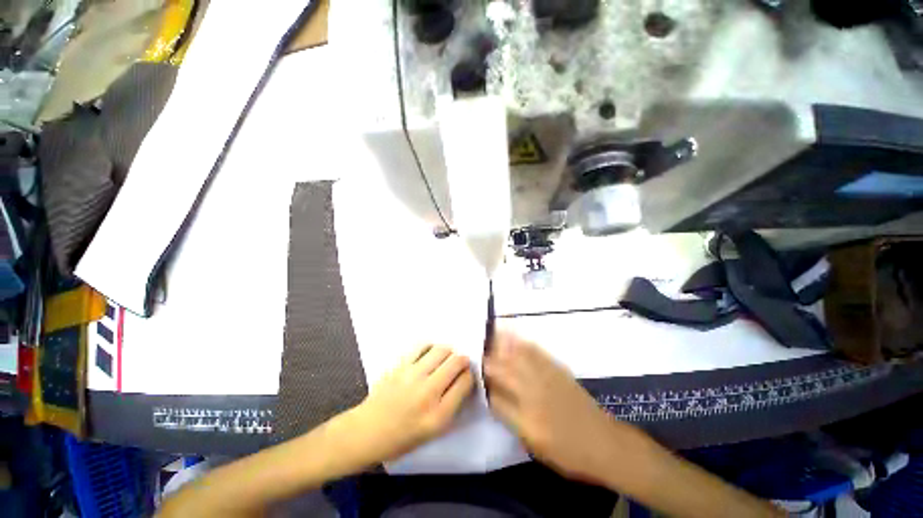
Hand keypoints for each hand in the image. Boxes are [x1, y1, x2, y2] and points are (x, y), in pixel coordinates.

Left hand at [351, 345, 474, 462]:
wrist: (367, 431)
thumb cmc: (402, 437)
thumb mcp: (434, 431)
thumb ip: (452, 406)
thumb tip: (463, 380)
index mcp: (439, 415)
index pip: (465, 382)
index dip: (470, 376)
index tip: (466, 376)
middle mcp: (428, 392)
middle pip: (456, 362)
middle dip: (463, 361)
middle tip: (459, 364)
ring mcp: (412, 375)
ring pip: (442, 350)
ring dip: (448, 352)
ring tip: (445, 358)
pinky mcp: (400, 365)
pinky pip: (422, 346)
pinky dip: (431, 347)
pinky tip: (430, 354)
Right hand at [484, 331, 634, 484]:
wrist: (604, 443)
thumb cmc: (568, 452)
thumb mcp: (535, 446)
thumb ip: (512, 420)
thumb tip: (494, 398)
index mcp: (527, 420)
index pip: (496, 397)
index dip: (484, 384)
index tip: (475, 374)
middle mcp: (534, 395)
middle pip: (505, 371)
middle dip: (489, 360)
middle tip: (478, 351)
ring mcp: (547, 380)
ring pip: (519, 358)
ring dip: (503, 345)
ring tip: (491, 335)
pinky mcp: (558, 371)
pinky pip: (537, 353)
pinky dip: (523, 343)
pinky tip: (515, 337)